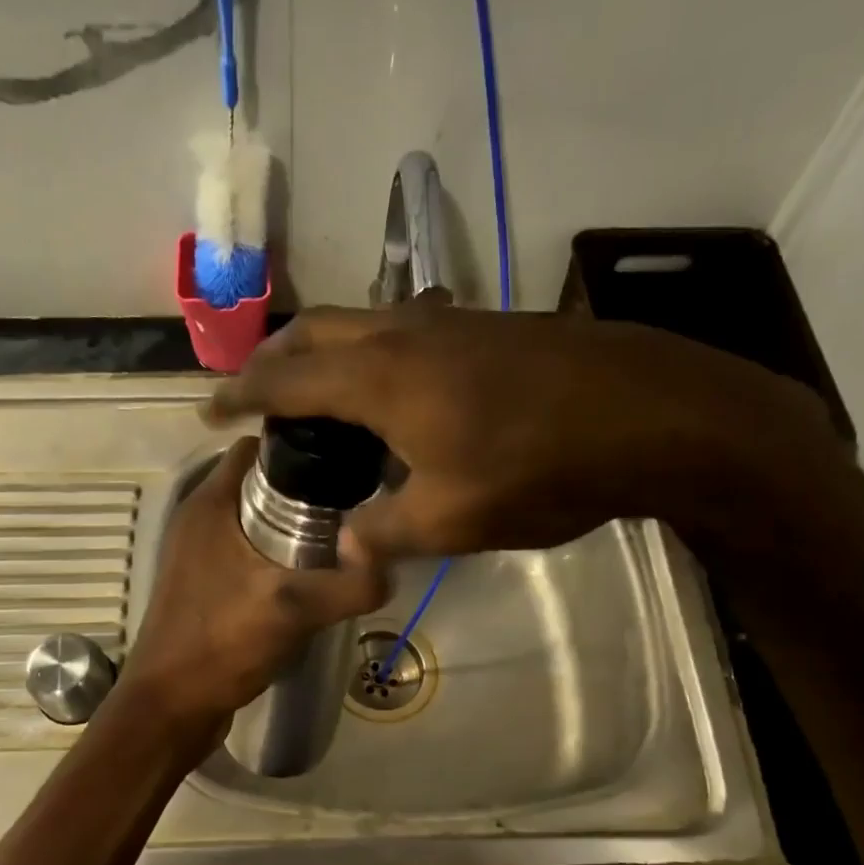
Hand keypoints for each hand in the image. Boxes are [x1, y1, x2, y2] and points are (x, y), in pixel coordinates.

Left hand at [121, 436, 388, 729]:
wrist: (172, 706)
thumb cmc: (223, 645)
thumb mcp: (295, 610)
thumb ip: (351, 584)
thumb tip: (393, 563)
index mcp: (210, 503)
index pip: (259, 446)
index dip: (301, 445)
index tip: (346, 458)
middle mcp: (199, 518)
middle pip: (261, 480)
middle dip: (305, 486)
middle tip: (354, 501)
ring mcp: (198, 551)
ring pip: (254, 516)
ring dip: (292, 521)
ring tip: (340, 535)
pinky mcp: (204, 581)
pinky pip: (246, 547)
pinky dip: (275, 550)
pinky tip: (307, 575)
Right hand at [207, 305, 846, 560]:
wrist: (653, 414)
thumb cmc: (541, 468)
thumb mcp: (453, 520)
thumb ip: (387, 531)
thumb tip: (348, 543)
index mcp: (380, 377)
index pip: (286, 377)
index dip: (241, 393)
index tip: (210, 411)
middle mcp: (404, 333)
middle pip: (315, 329)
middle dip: (274, 357)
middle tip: (253, 392)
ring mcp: (450, 322)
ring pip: (361, 321)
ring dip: (324, 348)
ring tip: (312, 387)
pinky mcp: (487, 327)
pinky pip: (403, 328)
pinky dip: (370, 350)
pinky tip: (389, 385)